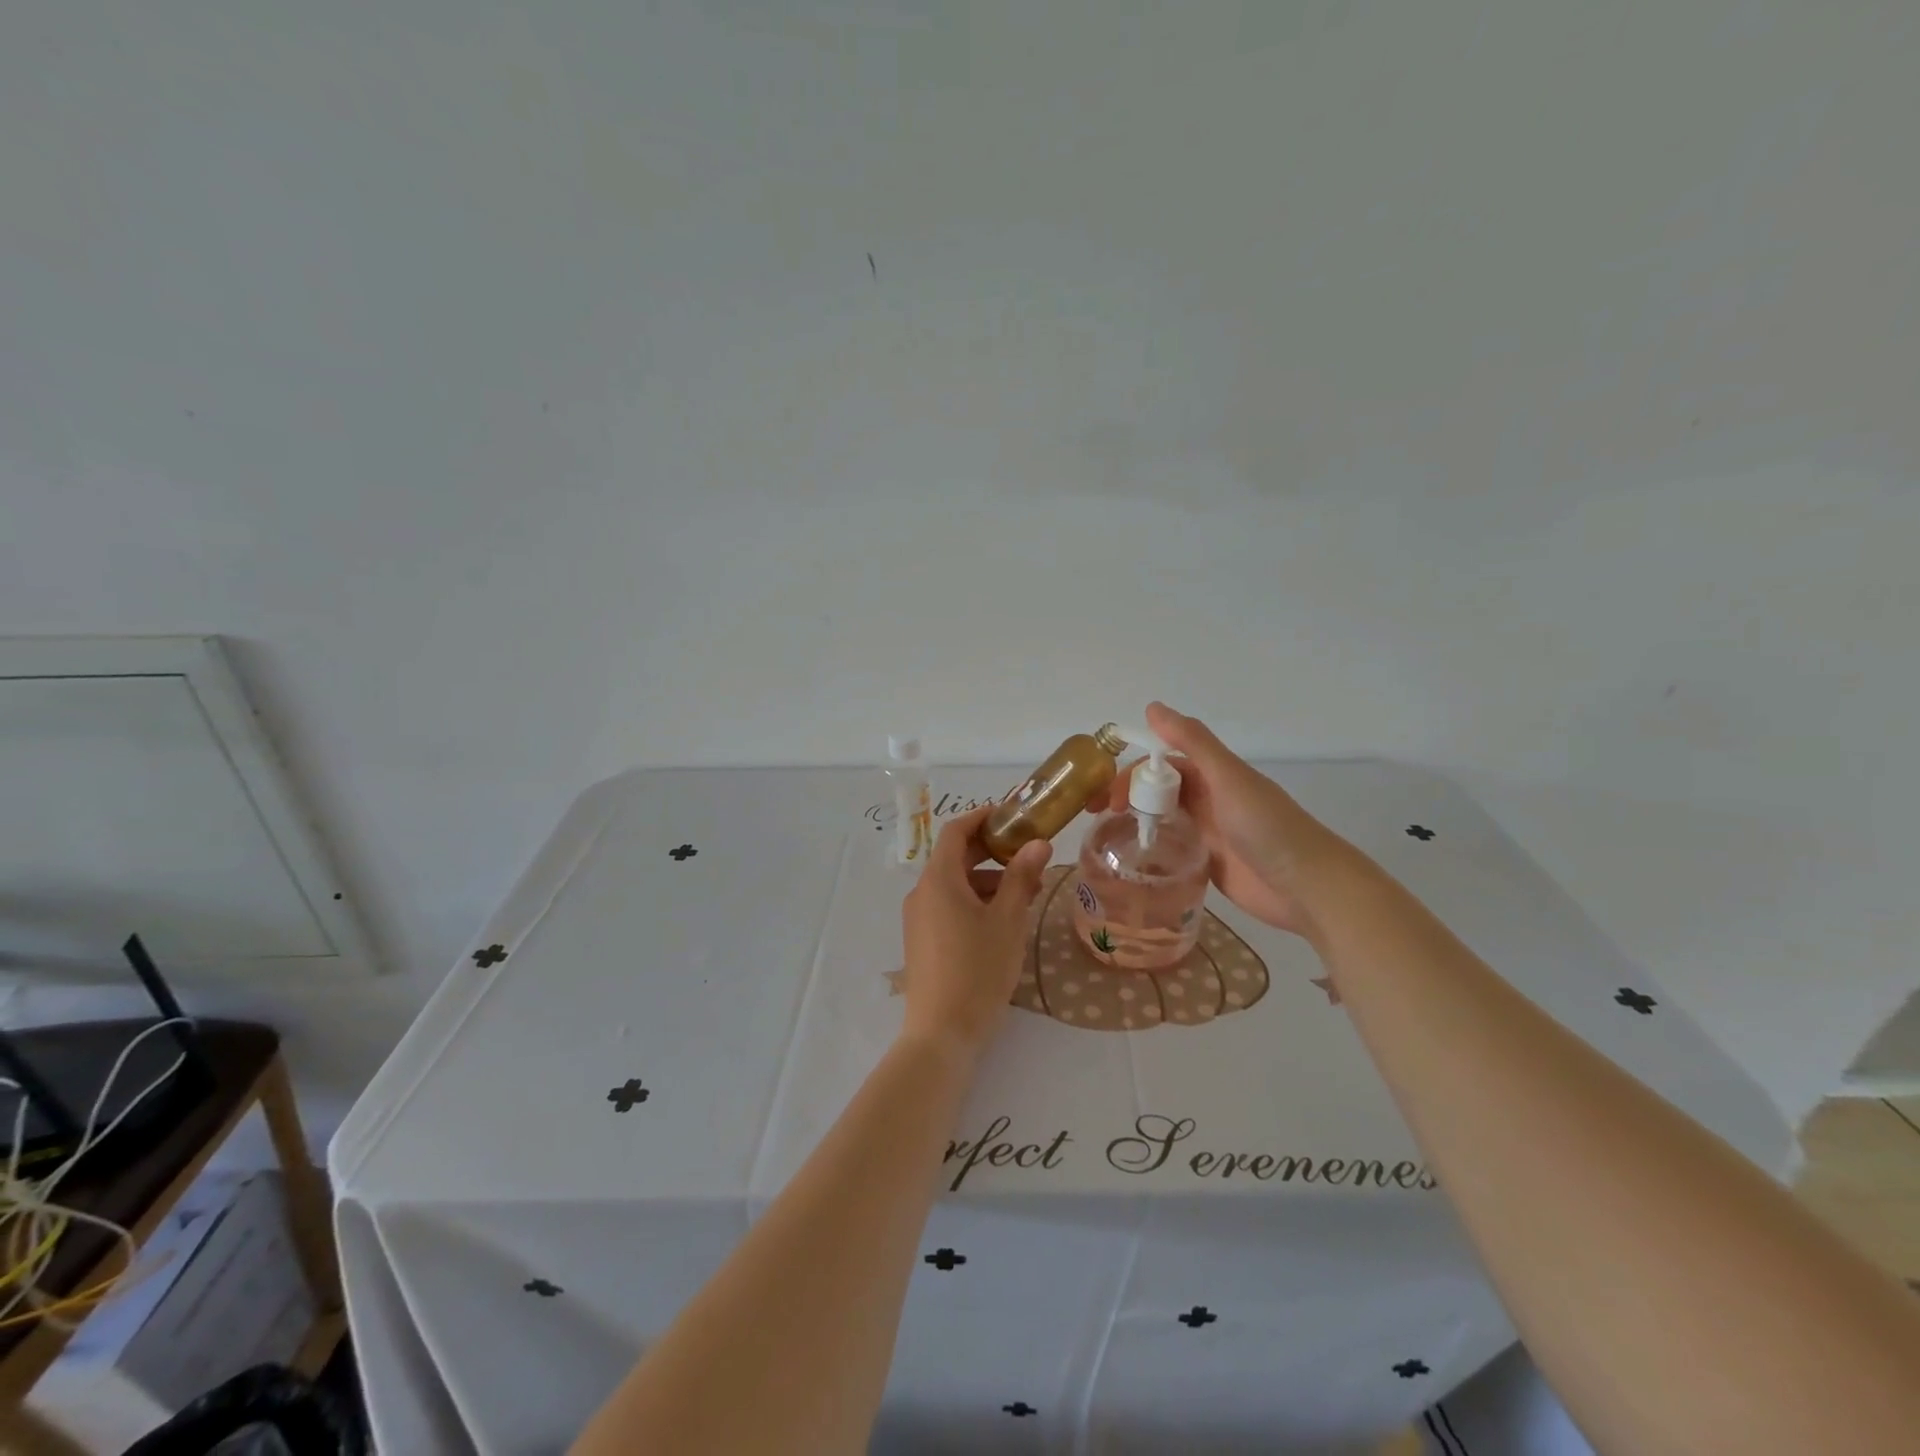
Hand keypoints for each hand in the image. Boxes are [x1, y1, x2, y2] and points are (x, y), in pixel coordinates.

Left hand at [899, 807, 1051, 1061]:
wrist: (941, 1033)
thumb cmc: (978, 970)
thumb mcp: (1008, 921)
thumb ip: (1021, 877)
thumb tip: (1039, 843)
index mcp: (938, 880)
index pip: (956, 831)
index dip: (983, 818)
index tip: (1012, 816)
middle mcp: (922, 892)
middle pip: (954, 857)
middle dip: (991, 852)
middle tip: (1027, 855)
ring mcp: (918, 918)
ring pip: (954, 884)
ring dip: (986, 880)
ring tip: (1024, 894)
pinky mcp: (921, 940)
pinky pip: (947, 905)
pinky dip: (974, 901)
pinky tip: (1002, 920)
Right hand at [1109, 702, 1363, 939]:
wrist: (1307, 887)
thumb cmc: (1268, 827)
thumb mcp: (1228, 778)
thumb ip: (1193, 742)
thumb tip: (1152, 707)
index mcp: (1212, 774)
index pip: (1160, 764)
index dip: (1131, 774)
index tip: (1106, 796)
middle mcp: (1208, 799)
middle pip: (1157, 790)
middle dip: (1127, 797)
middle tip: (1098, 818)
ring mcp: (1208, 832)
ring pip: (1162, 818)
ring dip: (1136, 822)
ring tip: (1106, 840)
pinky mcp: (1208, 862)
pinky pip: (1172, 849)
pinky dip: (1152, 849)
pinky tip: (1132, 861)